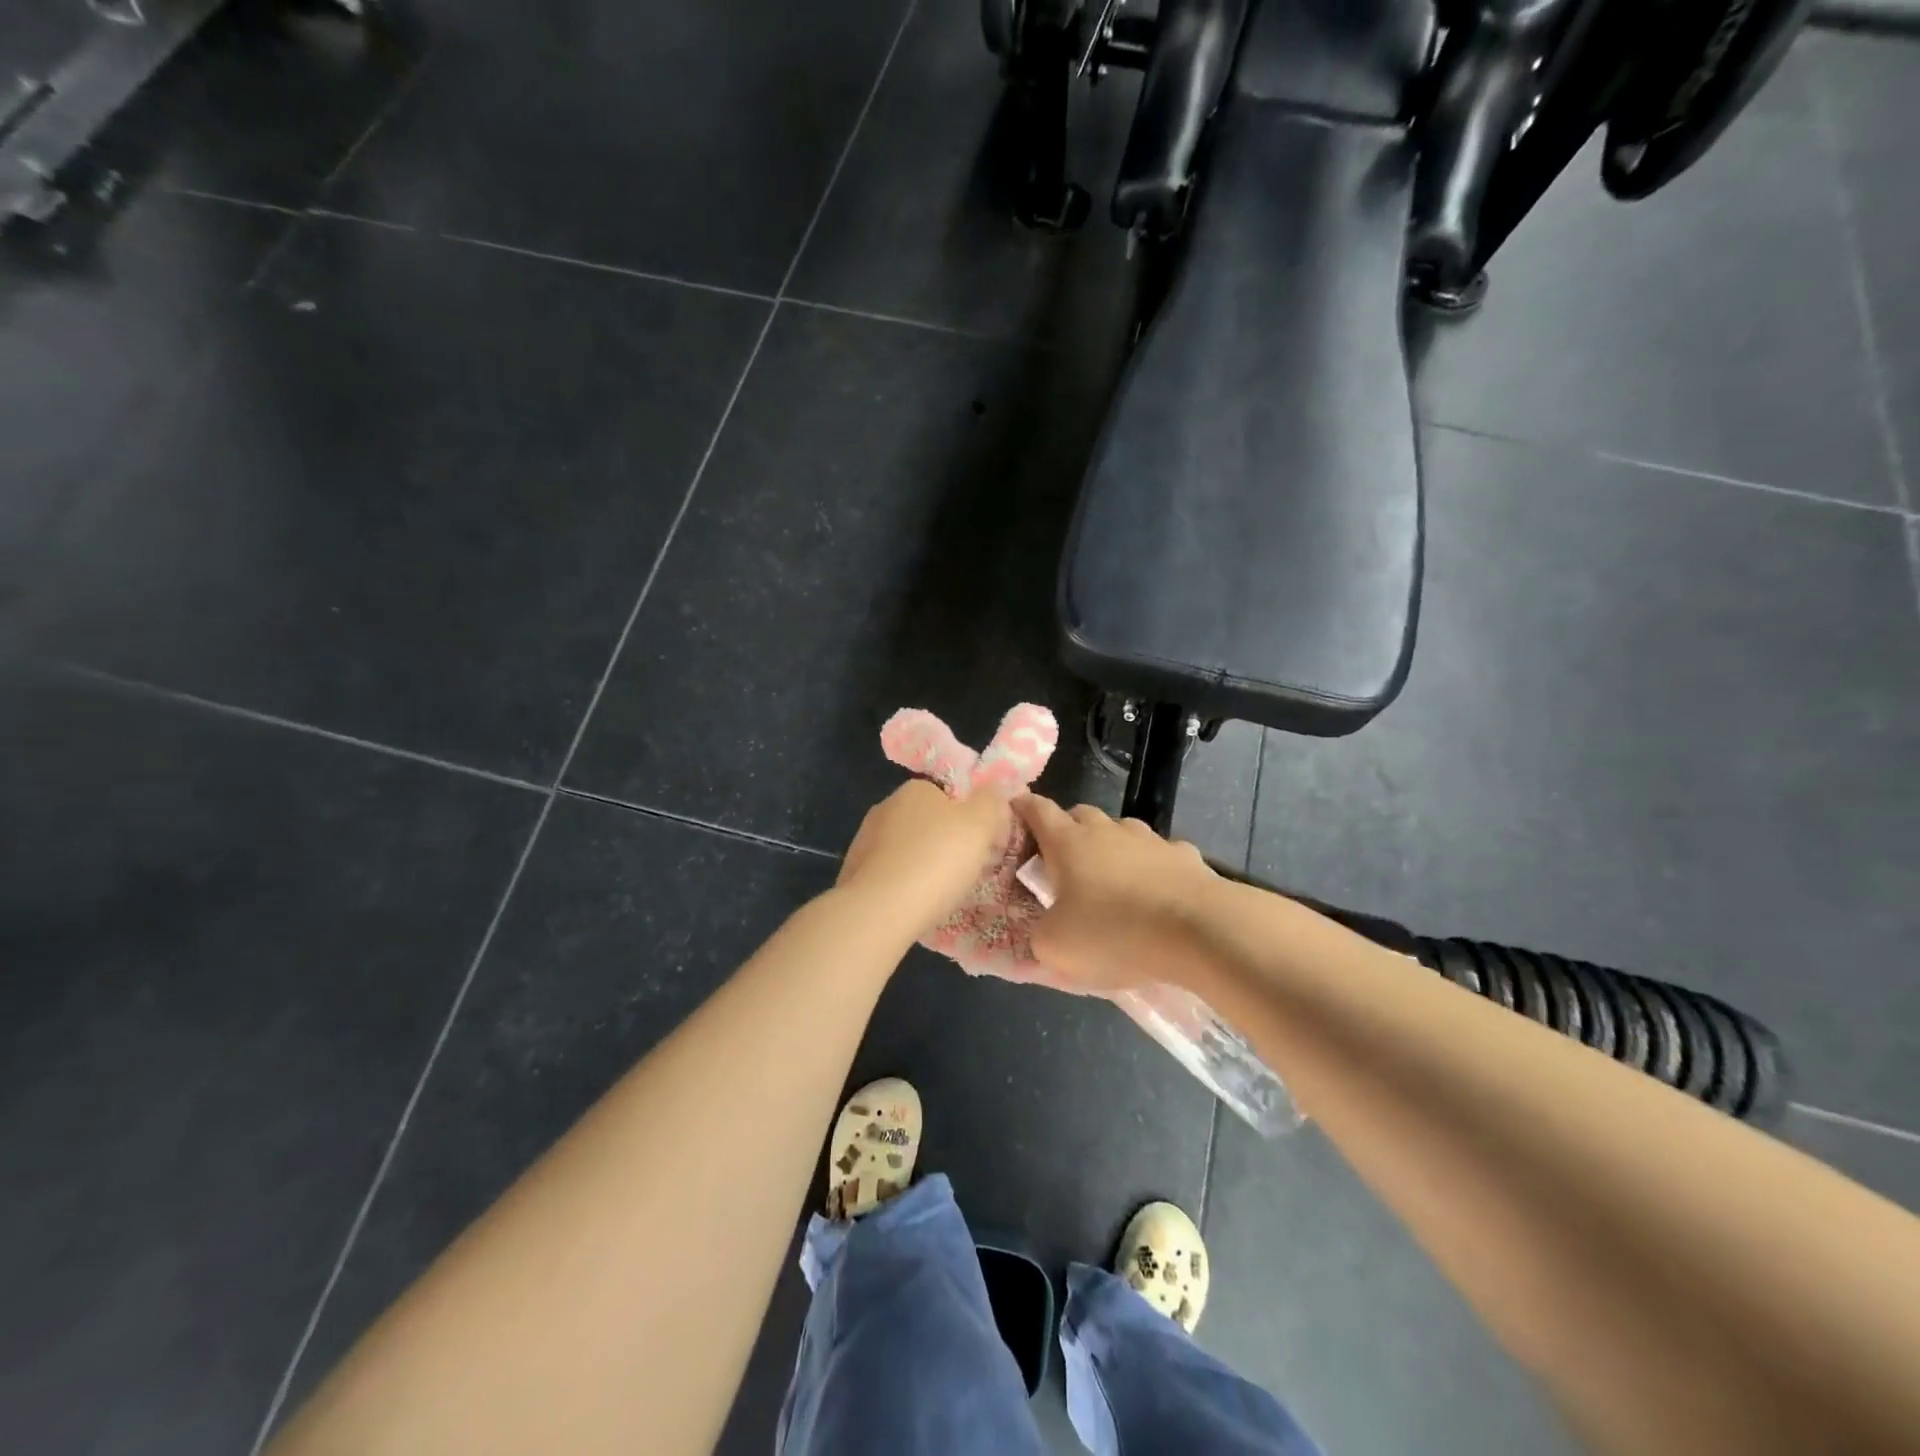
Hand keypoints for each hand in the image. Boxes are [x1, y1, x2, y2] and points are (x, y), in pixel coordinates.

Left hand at [837, 779, 1011, 940]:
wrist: (879, 910)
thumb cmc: (936, 860)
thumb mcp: (980, 824)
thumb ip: (991, 802)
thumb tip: (991, 794)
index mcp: (915, 789)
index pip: (949, 795)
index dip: (970, 818)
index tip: (982, 845)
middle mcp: (885, 807)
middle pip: (927, 822)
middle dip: (945, 842)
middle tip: (966, 871)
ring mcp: (864, 840)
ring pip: (906, 849)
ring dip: (923, 865)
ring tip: (941, 893)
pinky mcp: (853, 872)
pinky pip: (889, 874)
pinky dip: (903, 885)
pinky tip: (915, 904)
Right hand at [1012, 795, 1221, 991]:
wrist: (1198, 931)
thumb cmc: (1114, 932)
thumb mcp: (1056, 946)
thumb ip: (1038, 932)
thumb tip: (1045, 926)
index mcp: (1068, 842)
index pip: (1036, 809)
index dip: (1022, 808)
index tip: (1013, 813)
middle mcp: (1106, 829)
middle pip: (1080, 814)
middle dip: (1067, 830)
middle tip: (1061, 861)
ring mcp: (1149, 839)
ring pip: (1121, 830)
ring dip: (1110, 846)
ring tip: (1110, 878)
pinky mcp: (1185, 856)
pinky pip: (1160, 853)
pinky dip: (1151, 866)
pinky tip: (1156, 892)